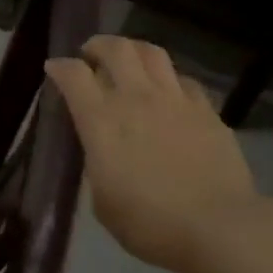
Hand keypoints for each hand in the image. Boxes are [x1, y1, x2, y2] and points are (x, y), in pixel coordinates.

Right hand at [46, 36, 257, 272]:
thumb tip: (102, 148)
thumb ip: (97, 163)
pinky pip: (184, 80)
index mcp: (102, 121)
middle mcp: (137, 98)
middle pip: (116, 49)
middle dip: (98, 45)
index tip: (54, 68)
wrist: (219, 226)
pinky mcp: (207, 110)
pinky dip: (169, 79)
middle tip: (91, 55)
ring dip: (134, 50)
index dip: (60, 67)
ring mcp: (176, 100)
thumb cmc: (150, 223)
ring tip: (129, 61)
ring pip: (152, 53)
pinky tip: (169, 93)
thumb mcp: (103, 201)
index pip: (74, 75)